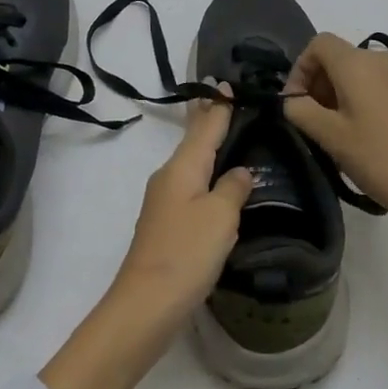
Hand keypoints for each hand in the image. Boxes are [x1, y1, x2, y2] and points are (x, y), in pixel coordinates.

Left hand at [112, 85, 254, 319]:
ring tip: (228, 135)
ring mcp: (164, 202)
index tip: (225, 84)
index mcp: (182, 167)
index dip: (218, 106)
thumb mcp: (220, 216)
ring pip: (191, 164)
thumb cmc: (187, 253)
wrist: (147, 304)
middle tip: (226, 101)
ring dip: (208, 148)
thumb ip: (233, 188)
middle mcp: (169, 177)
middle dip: (209, 121)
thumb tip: (240, 172)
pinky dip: (206, 175)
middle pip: (193, 141)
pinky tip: (217, 183)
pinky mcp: (166, 225)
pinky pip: (191, 187)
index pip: (205, 126)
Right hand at [284, 34, 387, 247]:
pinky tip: (369, 135)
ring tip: (339, 130)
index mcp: (358, 63)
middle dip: (320, 82)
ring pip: (362, 73)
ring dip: (342, 92)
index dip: (300, 68)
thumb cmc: (377, 157)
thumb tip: (293, 101)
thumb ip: (300, 110)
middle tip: (313, 120)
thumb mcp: (329, 136)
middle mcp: (383, 60)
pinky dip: (366, 99)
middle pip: (341, 57)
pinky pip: (383, 86)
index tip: (295, 101)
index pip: (319, 44)